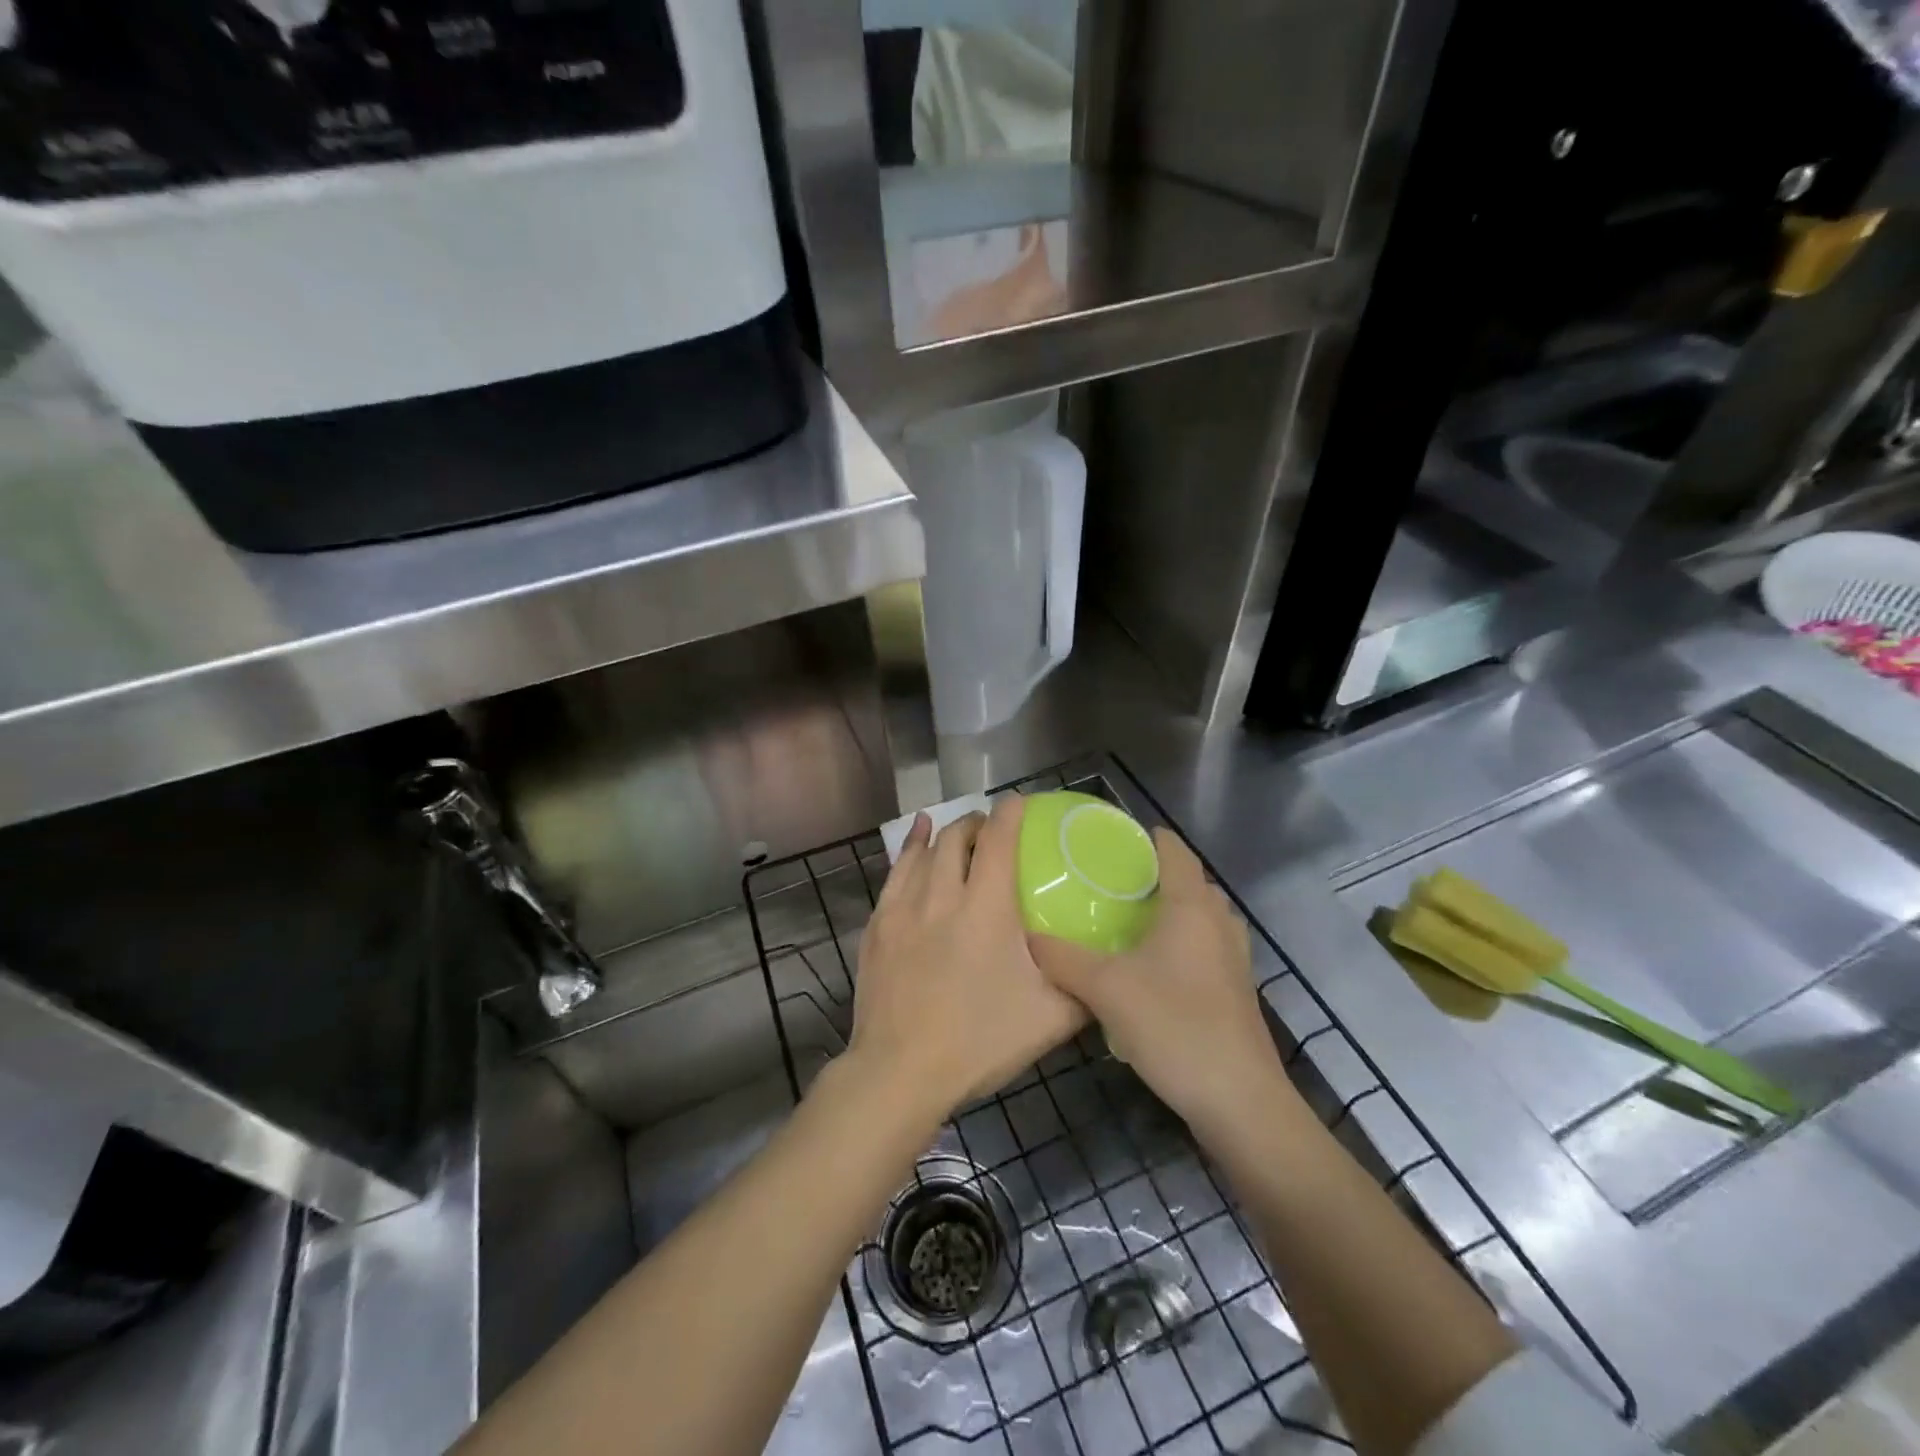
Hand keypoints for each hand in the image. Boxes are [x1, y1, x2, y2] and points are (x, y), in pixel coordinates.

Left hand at [850, 796, 1085, 1122]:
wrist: (898, 1071)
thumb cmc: (978, 1042)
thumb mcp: (1049, 1019)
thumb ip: (1082, 988)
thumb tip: (1106, 972)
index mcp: (986, 908)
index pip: (1000, 841)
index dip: (1011, 814)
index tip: (1021, 802)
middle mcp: (942, 895)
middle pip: (958, 837)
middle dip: (977, 823)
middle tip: (993, 831)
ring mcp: (903, 908)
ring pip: (924, 851)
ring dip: (945, 834)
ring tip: (958, 829)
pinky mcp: (878, 926)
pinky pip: (894, 872)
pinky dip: (910, 849)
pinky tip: (915, 841)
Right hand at [1031, 829, 1295, 1134]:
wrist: (1238, 1101)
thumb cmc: (1174, 1025)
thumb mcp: (1105, 989)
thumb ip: (1063, 958)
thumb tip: (1029, 937)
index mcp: (1192, 907)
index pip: (1175, 851)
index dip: (1148, 838)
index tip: (1113, 838)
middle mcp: (1219, 924)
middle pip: (1191, 883)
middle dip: (1156, 876)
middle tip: (1112, 884)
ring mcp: (1234, 961)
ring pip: (1202, 919)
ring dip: (1172, 913)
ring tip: (1129, 923)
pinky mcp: (1235, 993)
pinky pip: (1206, 950)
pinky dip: (1181, 946)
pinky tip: (1150, 971)